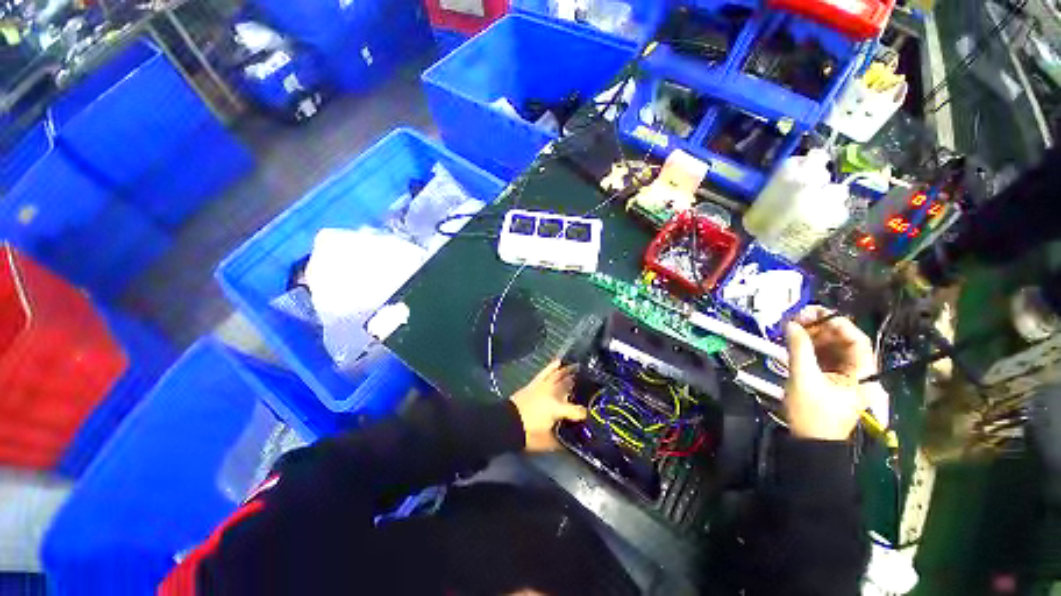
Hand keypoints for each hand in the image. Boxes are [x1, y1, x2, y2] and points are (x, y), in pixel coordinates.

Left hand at [510, 360, 586, 451]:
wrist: (508, 423)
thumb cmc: (529, 433)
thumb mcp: (548, 442)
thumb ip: (562, 442)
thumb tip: (571, 444)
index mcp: (559, 409)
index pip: (578, 411)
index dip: (585, 414)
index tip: (590, 415)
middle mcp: (554, 394)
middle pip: (570, 386)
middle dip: (581, 384)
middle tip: (591, 382)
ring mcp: (544, 386)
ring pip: (559, 376)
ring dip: (569, 371)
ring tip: (578, 367)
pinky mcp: (535, 383)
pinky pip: (545, 372)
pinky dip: (552, 367)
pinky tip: (558, 361)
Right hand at [784, 306, 875, 441]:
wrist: (809, 442)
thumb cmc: (812, 414)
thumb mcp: (803, 379)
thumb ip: (799, 349)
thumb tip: (791, 324)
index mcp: (862, 373)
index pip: (856, 339)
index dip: (835, 323)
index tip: (811, 314)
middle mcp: (857, 371)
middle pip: (843, 341)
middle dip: (820, 327)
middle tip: (796, 318)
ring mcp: (843, 375)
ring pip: (831, 347)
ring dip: (812, 335)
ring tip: (791, 327)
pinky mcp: (829, 378)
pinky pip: (822, 355)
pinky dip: (808, 346)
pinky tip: (794, 340)